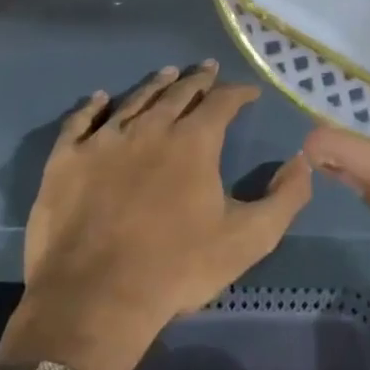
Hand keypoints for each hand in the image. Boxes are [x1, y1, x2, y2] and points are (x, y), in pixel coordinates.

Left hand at [0, 62, 312, 369]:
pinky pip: (80, 121)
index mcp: (194, 142)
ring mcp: (104, 140)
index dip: (238, 93)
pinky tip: (99, 97)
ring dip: (155, 85)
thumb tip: (303, 161)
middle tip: (208, 69)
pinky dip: (92, 106)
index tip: (248, 92)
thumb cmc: (178, 269)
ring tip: (168, 74)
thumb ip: (285, 198)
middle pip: (178, 93)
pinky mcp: (66, 159)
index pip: (222, 102)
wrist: (96, 300)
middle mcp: (150, 127)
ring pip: (134, 100)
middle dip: (198, 80)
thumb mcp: (249, 240)